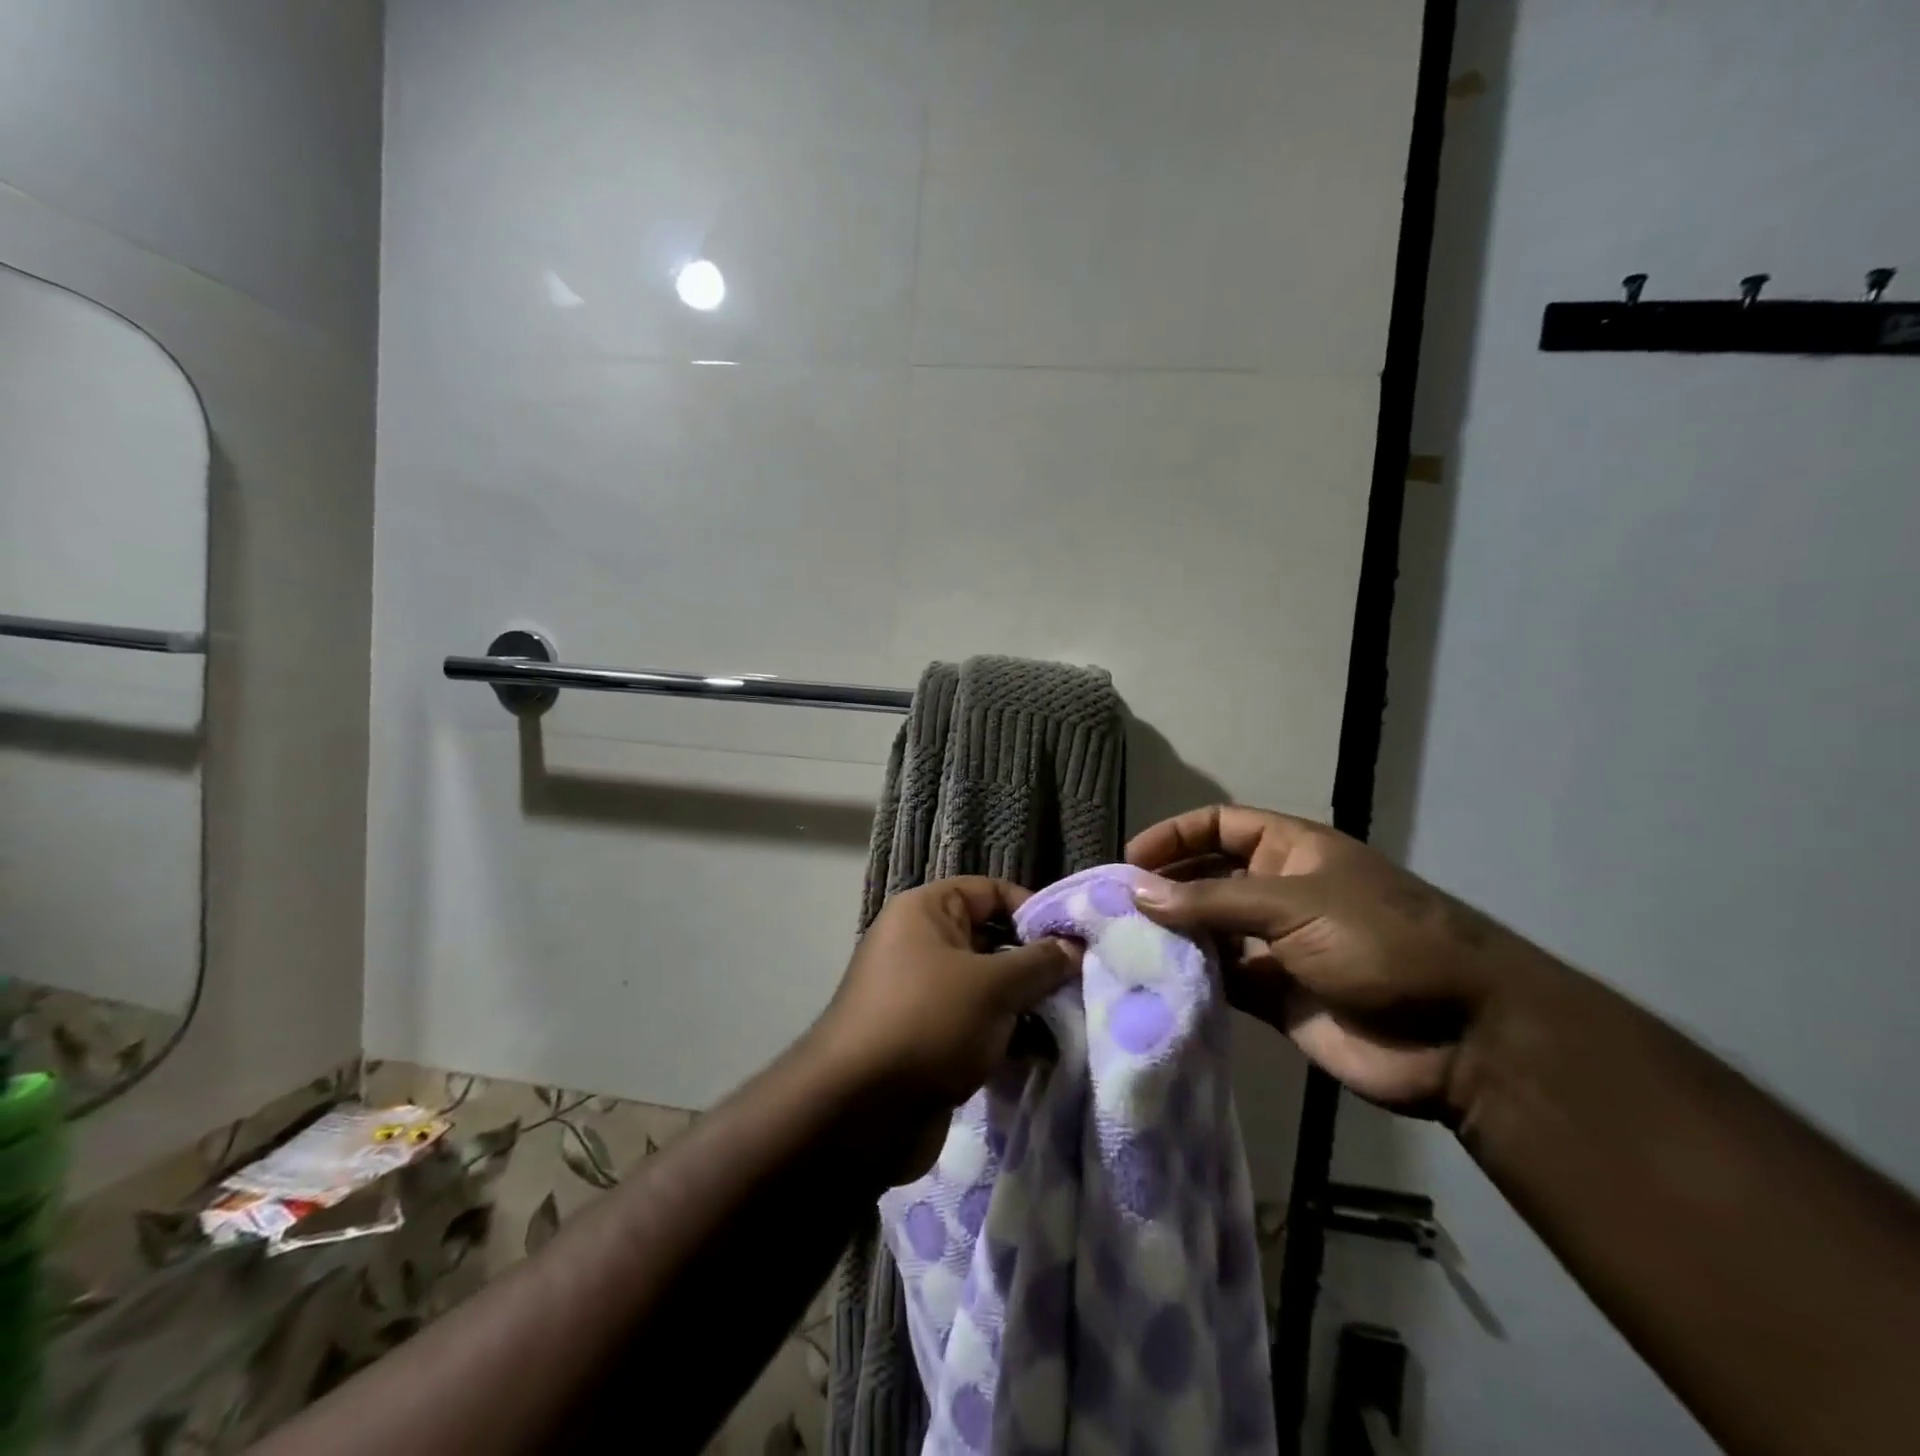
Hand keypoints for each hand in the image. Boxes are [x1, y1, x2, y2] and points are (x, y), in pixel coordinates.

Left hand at [812, 877, 1081, 1113]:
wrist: (858, 1113)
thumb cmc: (927, 1023)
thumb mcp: (992, 986)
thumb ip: (1039, 963)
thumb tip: (1074, 947)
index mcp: (925, 912)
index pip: (990, 891)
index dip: (1033, 910)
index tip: (1075, 941)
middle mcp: (922, 945)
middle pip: (993, 940)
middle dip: (1036, 964)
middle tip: (1081, 986)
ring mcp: (924, 995)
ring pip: (989, 988)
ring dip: (1027, 1006)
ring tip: (1070, 1024)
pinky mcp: (930, 1040)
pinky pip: (978, 1025)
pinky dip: (1007, 1037)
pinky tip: (1044, 1056)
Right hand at [1127, 805, 1533, 1119]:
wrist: (1459, 1037)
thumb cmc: (1380, 943)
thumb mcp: (1294, 905)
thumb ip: (1211, 899)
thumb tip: (1137, 892)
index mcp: (1291, 851)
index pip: (1220, 826)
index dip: (1175, 835)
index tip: (1130, 859)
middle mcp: (1279, 892)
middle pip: (1207, 878)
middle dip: (1165, 888)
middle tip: (1115, 907)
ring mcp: (1277, 946)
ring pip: (1209, 931)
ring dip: (1173, 935)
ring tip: (1122, 944)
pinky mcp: (1275, 997)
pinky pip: (1222, 981)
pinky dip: (1191, 980)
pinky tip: (1156, 984)